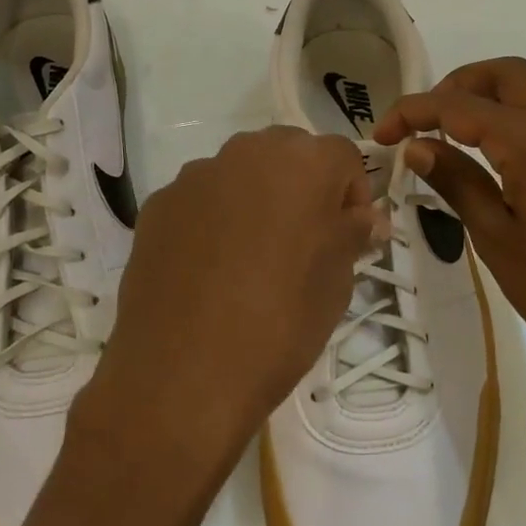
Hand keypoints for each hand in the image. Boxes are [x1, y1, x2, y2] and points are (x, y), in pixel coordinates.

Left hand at [72, 127, 376, 487]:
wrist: (183, 373)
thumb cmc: (281, 321)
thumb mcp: (337, 281)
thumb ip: (354, 234)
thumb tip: (366, 218)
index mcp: (303, 162)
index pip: (343, 156)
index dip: (352, 195)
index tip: (348, 237)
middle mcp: (247, 152)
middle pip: (289, 153)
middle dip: (303, 186)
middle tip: (303, 242)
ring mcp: (196, 176)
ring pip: (241, 174)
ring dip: (255, 199)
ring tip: (250, 259)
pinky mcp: (158, 205)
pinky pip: (200, 200)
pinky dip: (213, 220)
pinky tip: (209, 270)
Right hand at [373, 57, 525, 390]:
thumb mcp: (495, 236)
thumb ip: (456, 180)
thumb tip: (418, 145)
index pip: (460, 106)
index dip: (414, 111)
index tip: (382, 136)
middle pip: (504, 75)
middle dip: (456, 85)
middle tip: (423, 122)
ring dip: (485, 100)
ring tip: (447, 138)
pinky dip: (510, 120)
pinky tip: (488, 158)